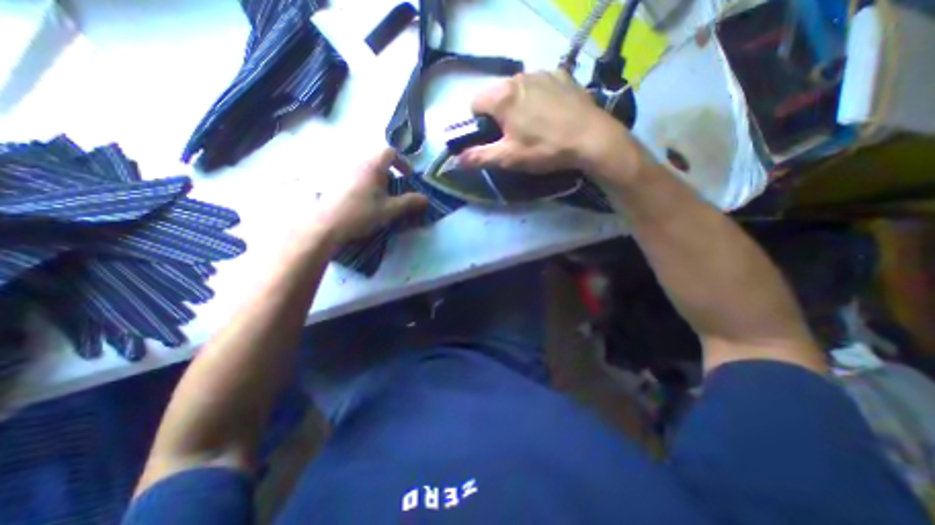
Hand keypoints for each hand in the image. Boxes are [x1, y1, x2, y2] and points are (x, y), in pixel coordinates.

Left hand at [315, 148, 429, 245]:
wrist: (326, 225)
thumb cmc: (361, 213)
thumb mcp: (390, 210)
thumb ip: (409, 203)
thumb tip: (426, 199)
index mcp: (372, 166)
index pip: (390, 152)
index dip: (402, 163)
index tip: (408, 177)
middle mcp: (357, 163)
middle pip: (378, 160)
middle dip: (390, 174)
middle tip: (394, 191)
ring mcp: (343, 171)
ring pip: (366, 169)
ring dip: (377, 180)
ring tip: (380, 199)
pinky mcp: (334, 181)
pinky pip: (355, 176)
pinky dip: (364, 184)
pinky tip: (363, 202)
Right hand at [460, 69, 626, 174]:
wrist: (591, 139)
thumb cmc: (544, 149)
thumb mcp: (508, 158)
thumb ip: (479, 157)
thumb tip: (456, 160)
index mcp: (502, 96)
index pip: (474, 104)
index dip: (478, 123)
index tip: (491, 138)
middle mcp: (519, 76)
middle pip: (496, 95)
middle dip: (498, 115)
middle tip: (513, 136)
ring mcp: (543, 73)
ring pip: (518, 89)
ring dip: (518, 106)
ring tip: (534, 126)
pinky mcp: (562, 75)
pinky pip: (540, 85)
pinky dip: (538, 98)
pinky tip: (550, 114)